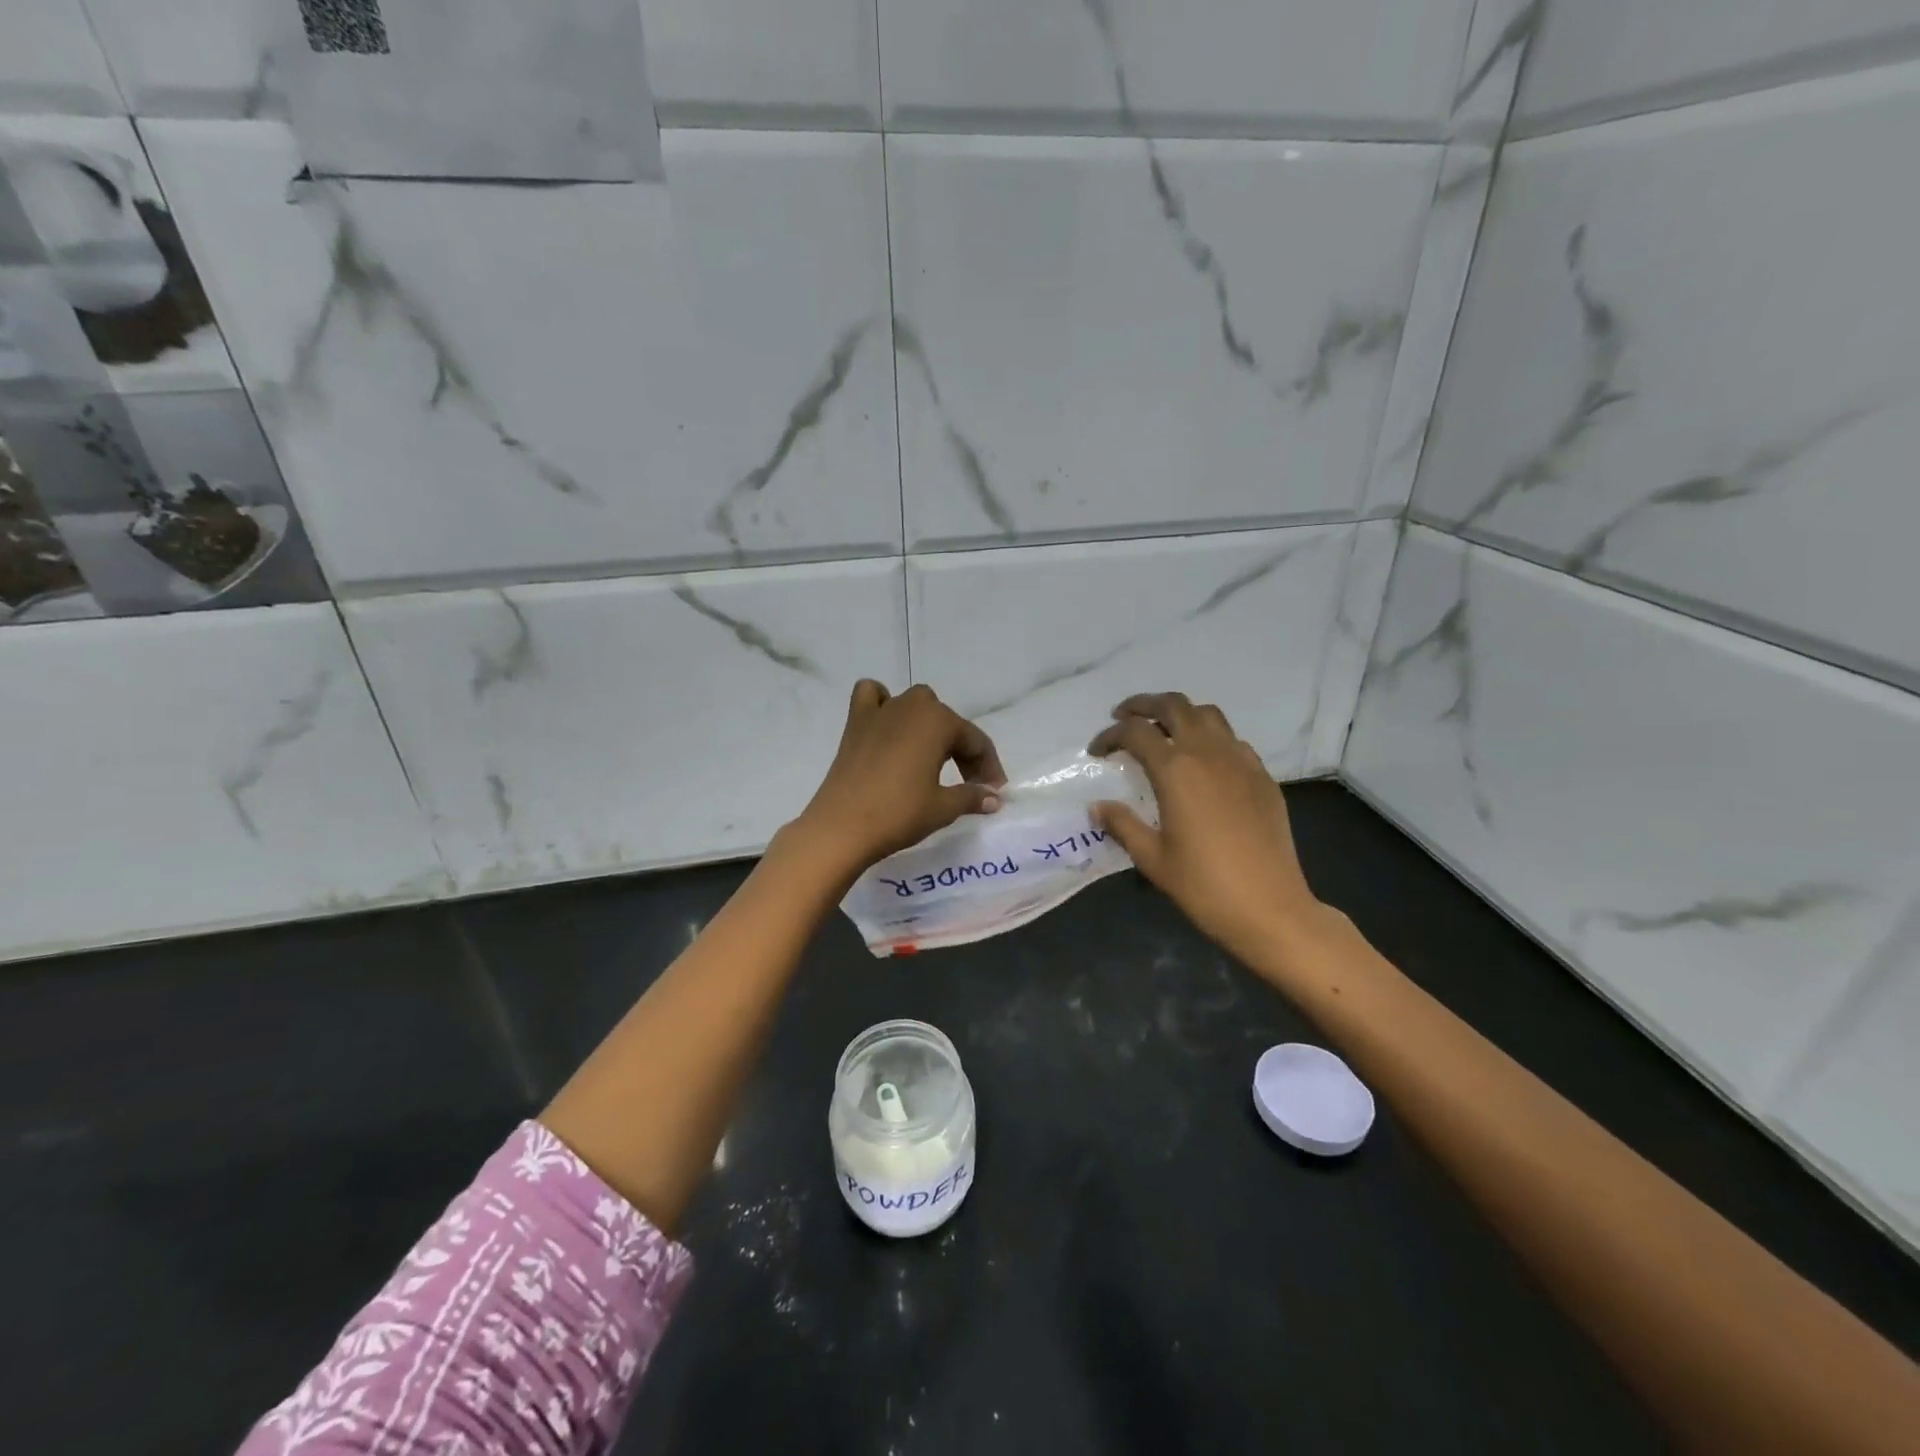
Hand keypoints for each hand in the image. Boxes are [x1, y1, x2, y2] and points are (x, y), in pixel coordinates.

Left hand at [791, 681, 1006, 878]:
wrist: (842, 827)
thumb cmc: (899, 813)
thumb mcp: (943, 807)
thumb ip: (973, 796)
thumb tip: (995, 797)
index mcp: (938, 721)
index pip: (975, 740)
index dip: (989, 767)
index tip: (994, 792)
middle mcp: (911, 706)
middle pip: (947, 721)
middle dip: (962, 749)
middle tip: (968, 783)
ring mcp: (880, 711)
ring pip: (915, 704)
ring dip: (929, 724)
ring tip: (932, 757)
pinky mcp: (855, 723)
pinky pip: (872, 696)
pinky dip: (882, 703)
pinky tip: (887, 725)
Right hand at [1090, 692, 1326, 967]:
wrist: (1270, 908)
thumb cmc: (1204, 885)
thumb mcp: (1152, 858)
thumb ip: (1122, 824)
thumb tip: (1097, 806)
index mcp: (1176, 770)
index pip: (1136, 732)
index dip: (1110, 736)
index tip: (1096, 752)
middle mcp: (1208, 753)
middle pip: (1174, 706)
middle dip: (1144, 705)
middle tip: (1124, 717)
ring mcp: (1241, 761)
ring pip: (1208, 714)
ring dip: (1180, 713)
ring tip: (1163, 729)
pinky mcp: (1262, 777)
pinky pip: (1233, 740)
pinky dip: (1210, 736)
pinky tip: (1202, 761)